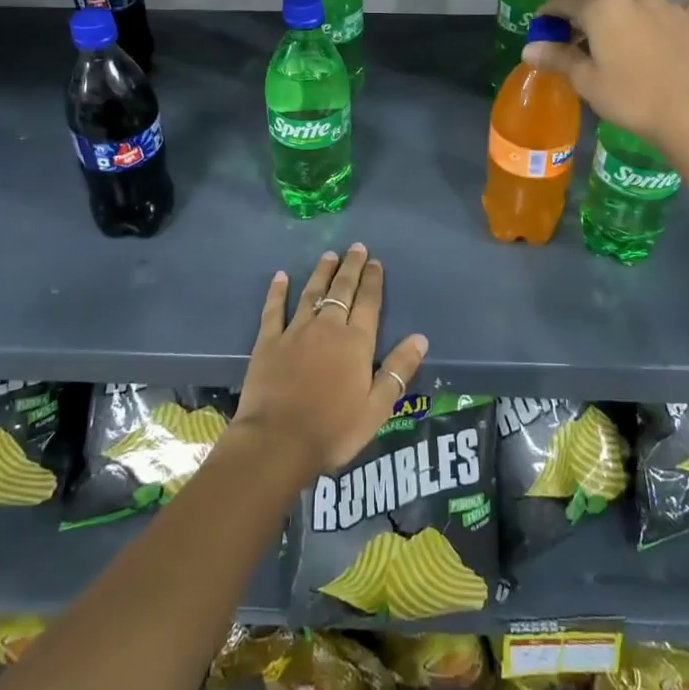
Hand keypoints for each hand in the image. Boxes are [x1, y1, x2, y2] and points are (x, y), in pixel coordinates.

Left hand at [234, 244, 428, 482]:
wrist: (278, 442)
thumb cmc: (333, 430)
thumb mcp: (377, 408)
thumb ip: (398, 370)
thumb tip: (420, 338)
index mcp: (356, 343)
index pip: (368, 303)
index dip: (373, 280)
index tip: (375, 261)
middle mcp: (328, 328)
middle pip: (342, 290)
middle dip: (351, 267)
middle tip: (356, 247)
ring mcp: (295, 332)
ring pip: (312, 293)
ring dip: (321, 273)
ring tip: (329, 255)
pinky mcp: (268, 342)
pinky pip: (274, 310)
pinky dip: (278, 292)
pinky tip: (281, 276)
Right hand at [524, 0, 688, 146]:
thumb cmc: (631, 99)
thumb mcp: (587, 81)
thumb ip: (559, 58)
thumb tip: (529, 47)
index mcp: (602, 8)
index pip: (566, 2)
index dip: (550, 14)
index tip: (541, 27)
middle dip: (585, 2)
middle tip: (577, 27)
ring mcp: (668, 3)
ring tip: (613, 4)